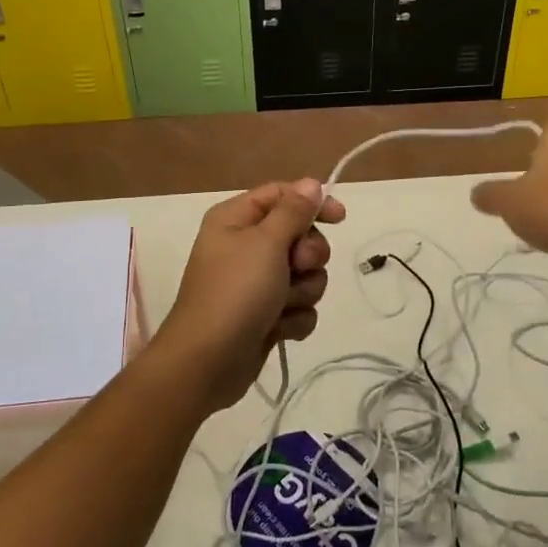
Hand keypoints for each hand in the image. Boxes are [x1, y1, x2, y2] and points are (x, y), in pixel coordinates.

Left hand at [154, 180, 346, 412]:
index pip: (282, 195)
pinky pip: (298, 306)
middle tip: (295, 268)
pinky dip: (293, 318)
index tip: (339, 217)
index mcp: (236, 219)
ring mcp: (256, 283)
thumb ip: (293, 211)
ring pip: (305, 274)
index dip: (312, 202)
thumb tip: (311, 183)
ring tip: (282, 306)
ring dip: (302, 291)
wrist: (207, 362)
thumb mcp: (266, 242)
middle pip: (299, 235)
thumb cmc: (235, 292)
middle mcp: (245, 246)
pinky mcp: (265, 315)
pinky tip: (278, 329)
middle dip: (307, 256)